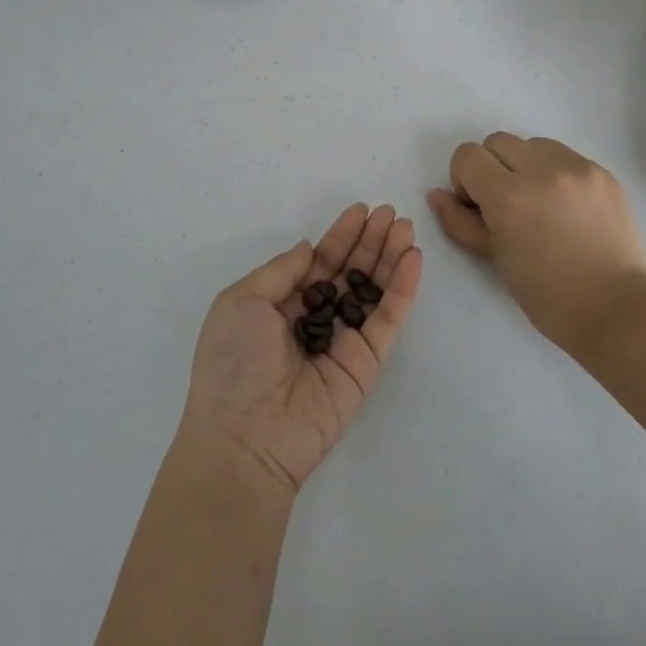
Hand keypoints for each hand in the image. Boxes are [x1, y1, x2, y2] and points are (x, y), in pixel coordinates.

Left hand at [179, 204, 422, 495]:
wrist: (246, 434)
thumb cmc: (233, 362)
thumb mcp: (240, 301)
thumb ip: (280, 271)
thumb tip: (309, 249)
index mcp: (281, 305)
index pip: (318, 262)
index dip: (340, 236)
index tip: (360, 210)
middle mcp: (314, 319)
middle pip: (350, 272)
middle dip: (370, 242)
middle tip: (392, 213)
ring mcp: (343, 341)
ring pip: (373, 291)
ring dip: (390, 258)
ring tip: (406, 228)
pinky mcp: (367, 362)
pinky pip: (388, 319)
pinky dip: (402, 289)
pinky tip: (412, 258)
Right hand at [428, 133, 645, 355]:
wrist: (614, 307)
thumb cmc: (546, 294)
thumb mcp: (493, 258)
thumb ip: (459, 222)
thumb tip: (436, 194)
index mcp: (509, 196)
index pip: (467, 156)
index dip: (465, 180)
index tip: (480, 208)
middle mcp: (542, 170)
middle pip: (497, 142)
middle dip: (492, 168)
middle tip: (507, 206)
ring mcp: (577, 167)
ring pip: (532, 143)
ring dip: (525, 165)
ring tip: (539, 203)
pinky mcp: (602, 171)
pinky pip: (564, 155)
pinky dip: (554, 172)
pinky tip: (566, 207)